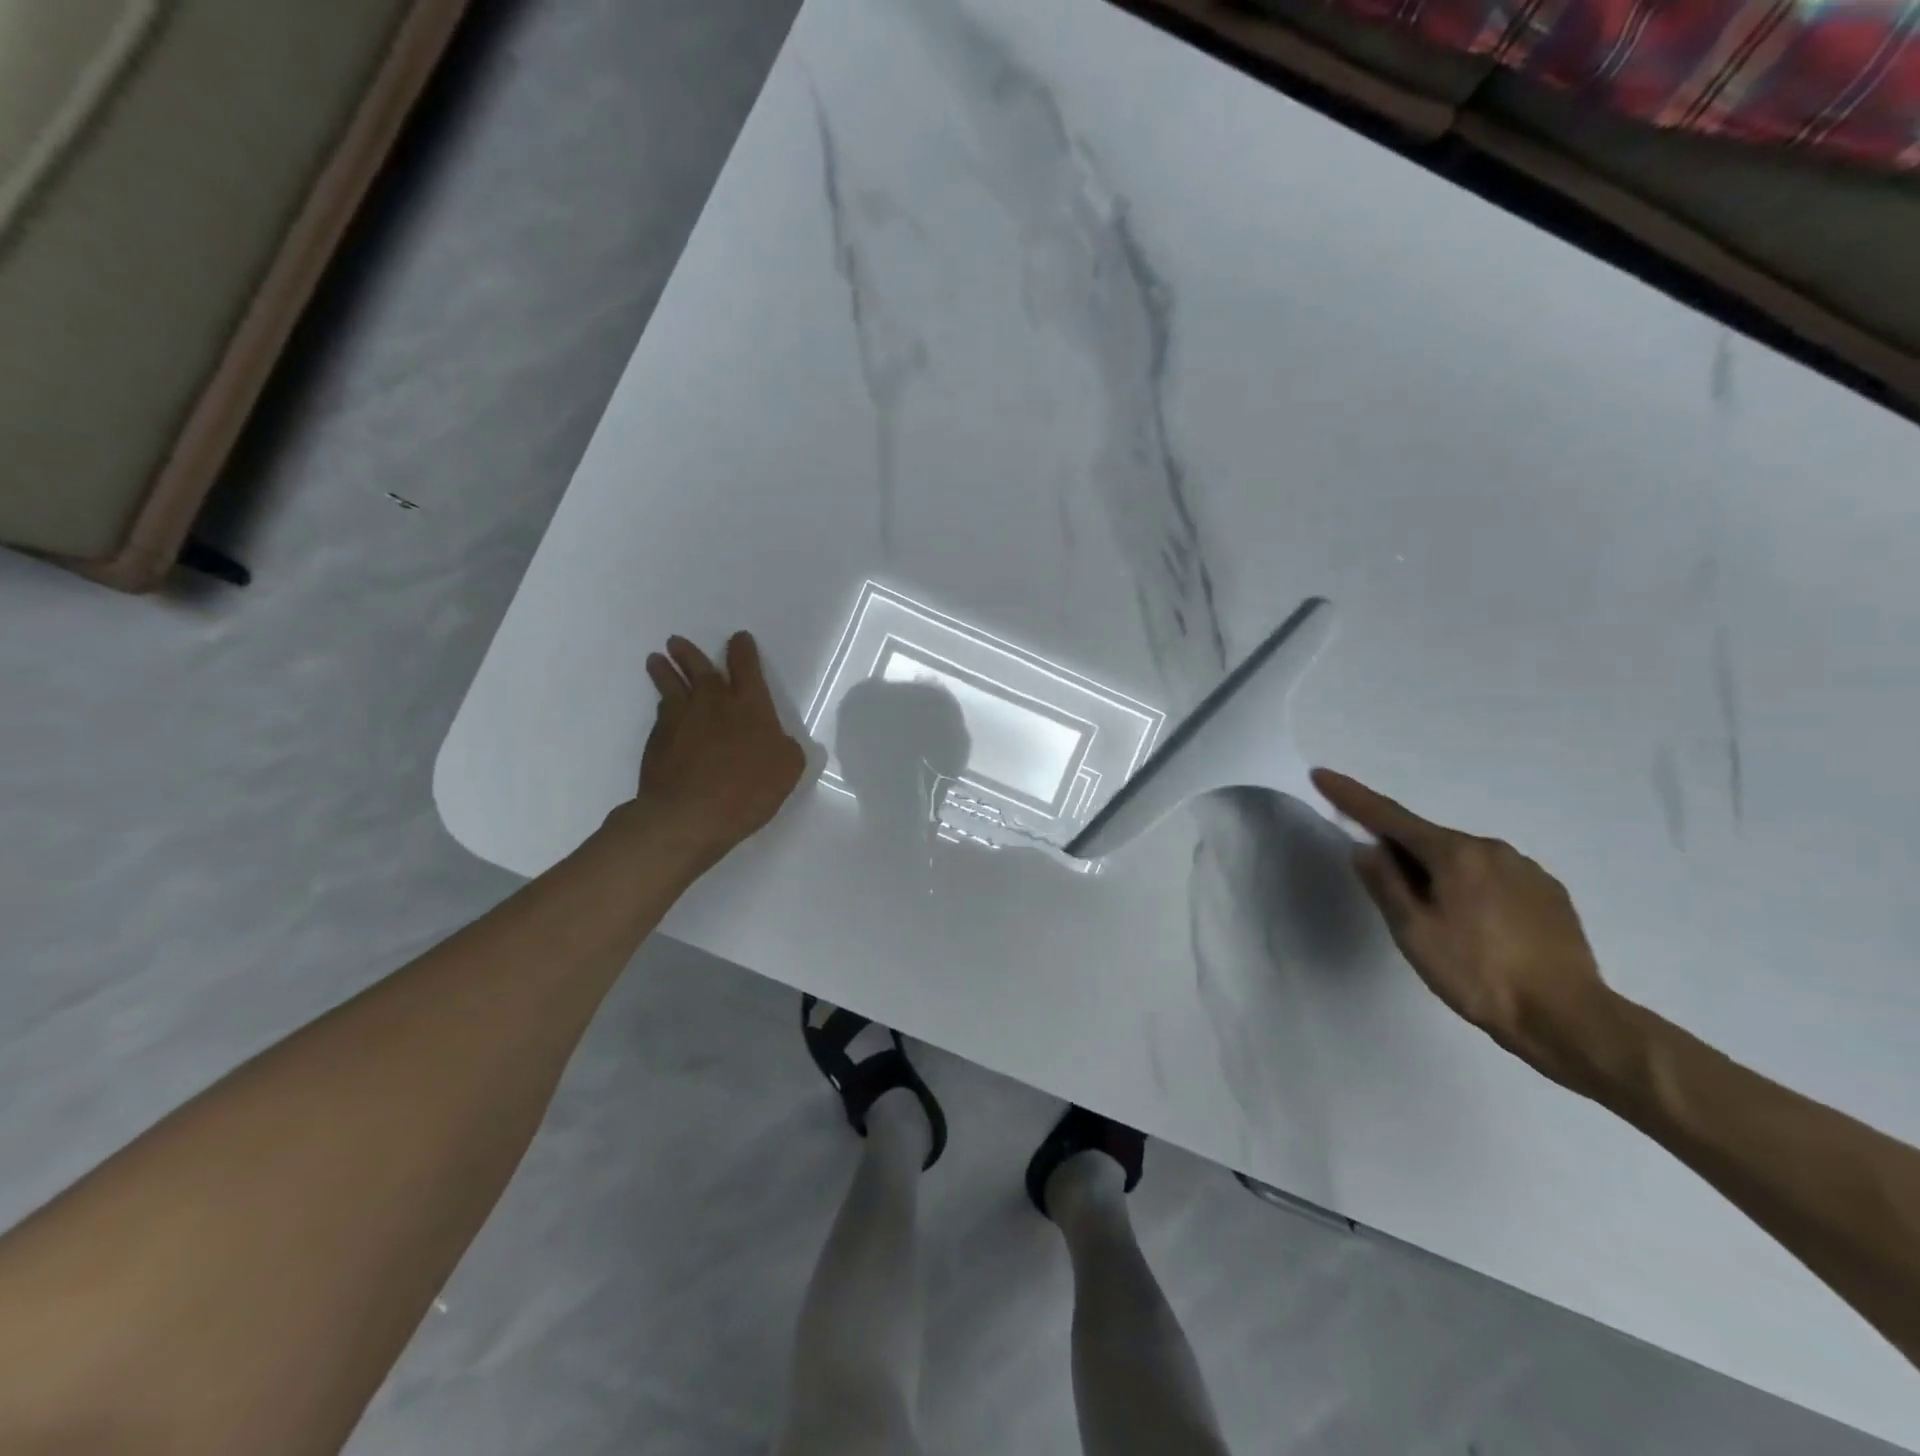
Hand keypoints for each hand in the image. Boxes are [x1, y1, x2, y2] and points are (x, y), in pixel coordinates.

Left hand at [635, 632, 806, 866]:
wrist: (689, 813)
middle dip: (691, 654)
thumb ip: (785, 748)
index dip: (744, 651)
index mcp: (750, 706)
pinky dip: (662, 706)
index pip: (747, 668)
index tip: (739, 639)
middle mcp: (713, 704)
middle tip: (676, 642)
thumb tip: (779, 741)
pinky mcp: (658, 741)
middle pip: (700, 669)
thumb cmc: (747, 789)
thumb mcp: (787, 769)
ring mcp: (681, 720)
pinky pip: (661, 714)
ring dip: (664, 671)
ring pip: (672, 686)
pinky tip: (662, 708)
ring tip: (655, 659)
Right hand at [1311, 768, 1618, 1084]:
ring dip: (1438, 875)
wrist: (1569, 1018)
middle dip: (1401, 853)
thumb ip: (1384, 883)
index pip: (1389, 816)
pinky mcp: (1548, 893)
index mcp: (1454, 853)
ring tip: (1439, 922)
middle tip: (1391, 896)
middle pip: (1428, 840)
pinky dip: (1471, 889)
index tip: (1322, 775)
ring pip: (1462, 860)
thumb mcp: (1412, 931)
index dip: (1351, 796)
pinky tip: (1478, 927)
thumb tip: (1367, 847)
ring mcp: (1525, 869)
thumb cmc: (1477, 973)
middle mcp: (1491, 849)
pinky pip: (1493, 878)